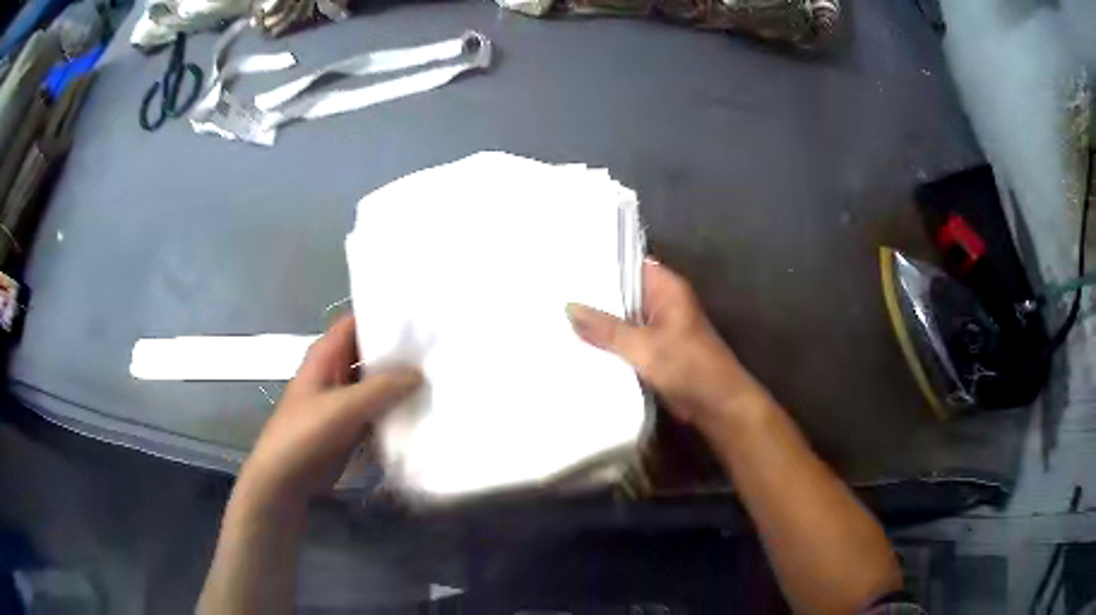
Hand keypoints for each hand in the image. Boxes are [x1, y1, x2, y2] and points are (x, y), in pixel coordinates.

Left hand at [237, 314, 421, 507]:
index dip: (385, 316)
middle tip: (440, 350)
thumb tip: (419, 373)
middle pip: (370, 352)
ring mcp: (343, 399)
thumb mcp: (343, 407)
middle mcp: (335, 370)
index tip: (421, 318)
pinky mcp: (351, 424)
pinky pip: (377, 409)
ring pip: (376, 382)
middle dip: (399, 352)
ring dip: (400, 382)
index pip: (357, 322)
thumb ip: (381, 388)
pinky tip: (424, 409)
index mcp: (326, 355)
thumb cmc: (306, 434)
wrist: (286, 478)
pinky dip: (395, 408)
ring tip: (439, 376)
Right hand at [566, 259, 765, 425]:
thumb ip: (606, 329)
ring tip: (555, 314)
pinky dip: (605, 343)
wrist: (715, 405)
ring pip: (620, 318)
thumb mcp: (644, 346)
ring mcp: (655, 327)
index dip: (599, 263)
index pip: (628, 264)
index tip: (566, 263)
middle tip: (552, 290)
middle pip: (621, 292)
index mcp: (666, 288)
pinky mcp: (651, 351)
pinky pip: (623, 340)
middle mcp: (661, 302)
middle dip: (592, 295)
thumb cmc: (688, 367)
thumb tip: (569, 307)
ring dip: (597, 321)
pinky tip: (574, 342)